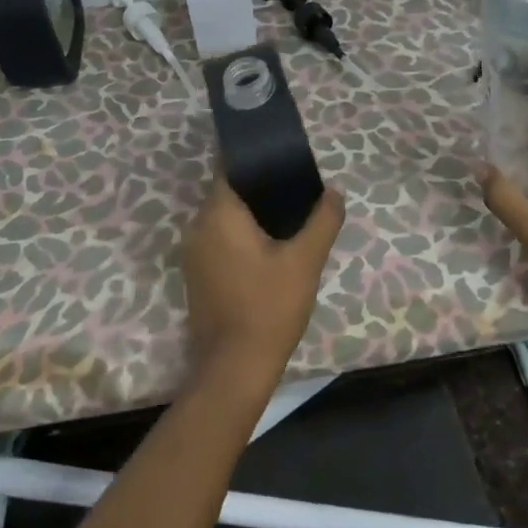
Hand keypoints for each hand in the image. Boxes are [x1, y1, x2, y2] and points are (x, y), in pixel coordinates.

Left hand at [179, 176, 345, 393]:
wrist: (234, 369)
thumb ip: (322, 220)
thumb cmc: (268, 307)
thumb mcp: (305, 261)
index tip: (282, 158)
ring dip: (250, 214)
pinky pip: (219, 240)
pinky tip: (269, 246)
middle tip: (295, 188)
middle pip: (228, 192)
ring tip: (288, 215)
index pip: (230, 167)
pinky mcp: (197, 275)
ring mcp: (193, 253)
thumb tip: (333, 193)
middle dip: (259, 187)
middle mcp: (198, 227)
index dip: (256, 159)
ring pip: (223, 218)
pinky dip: (241, 236)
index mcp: (218, 214)